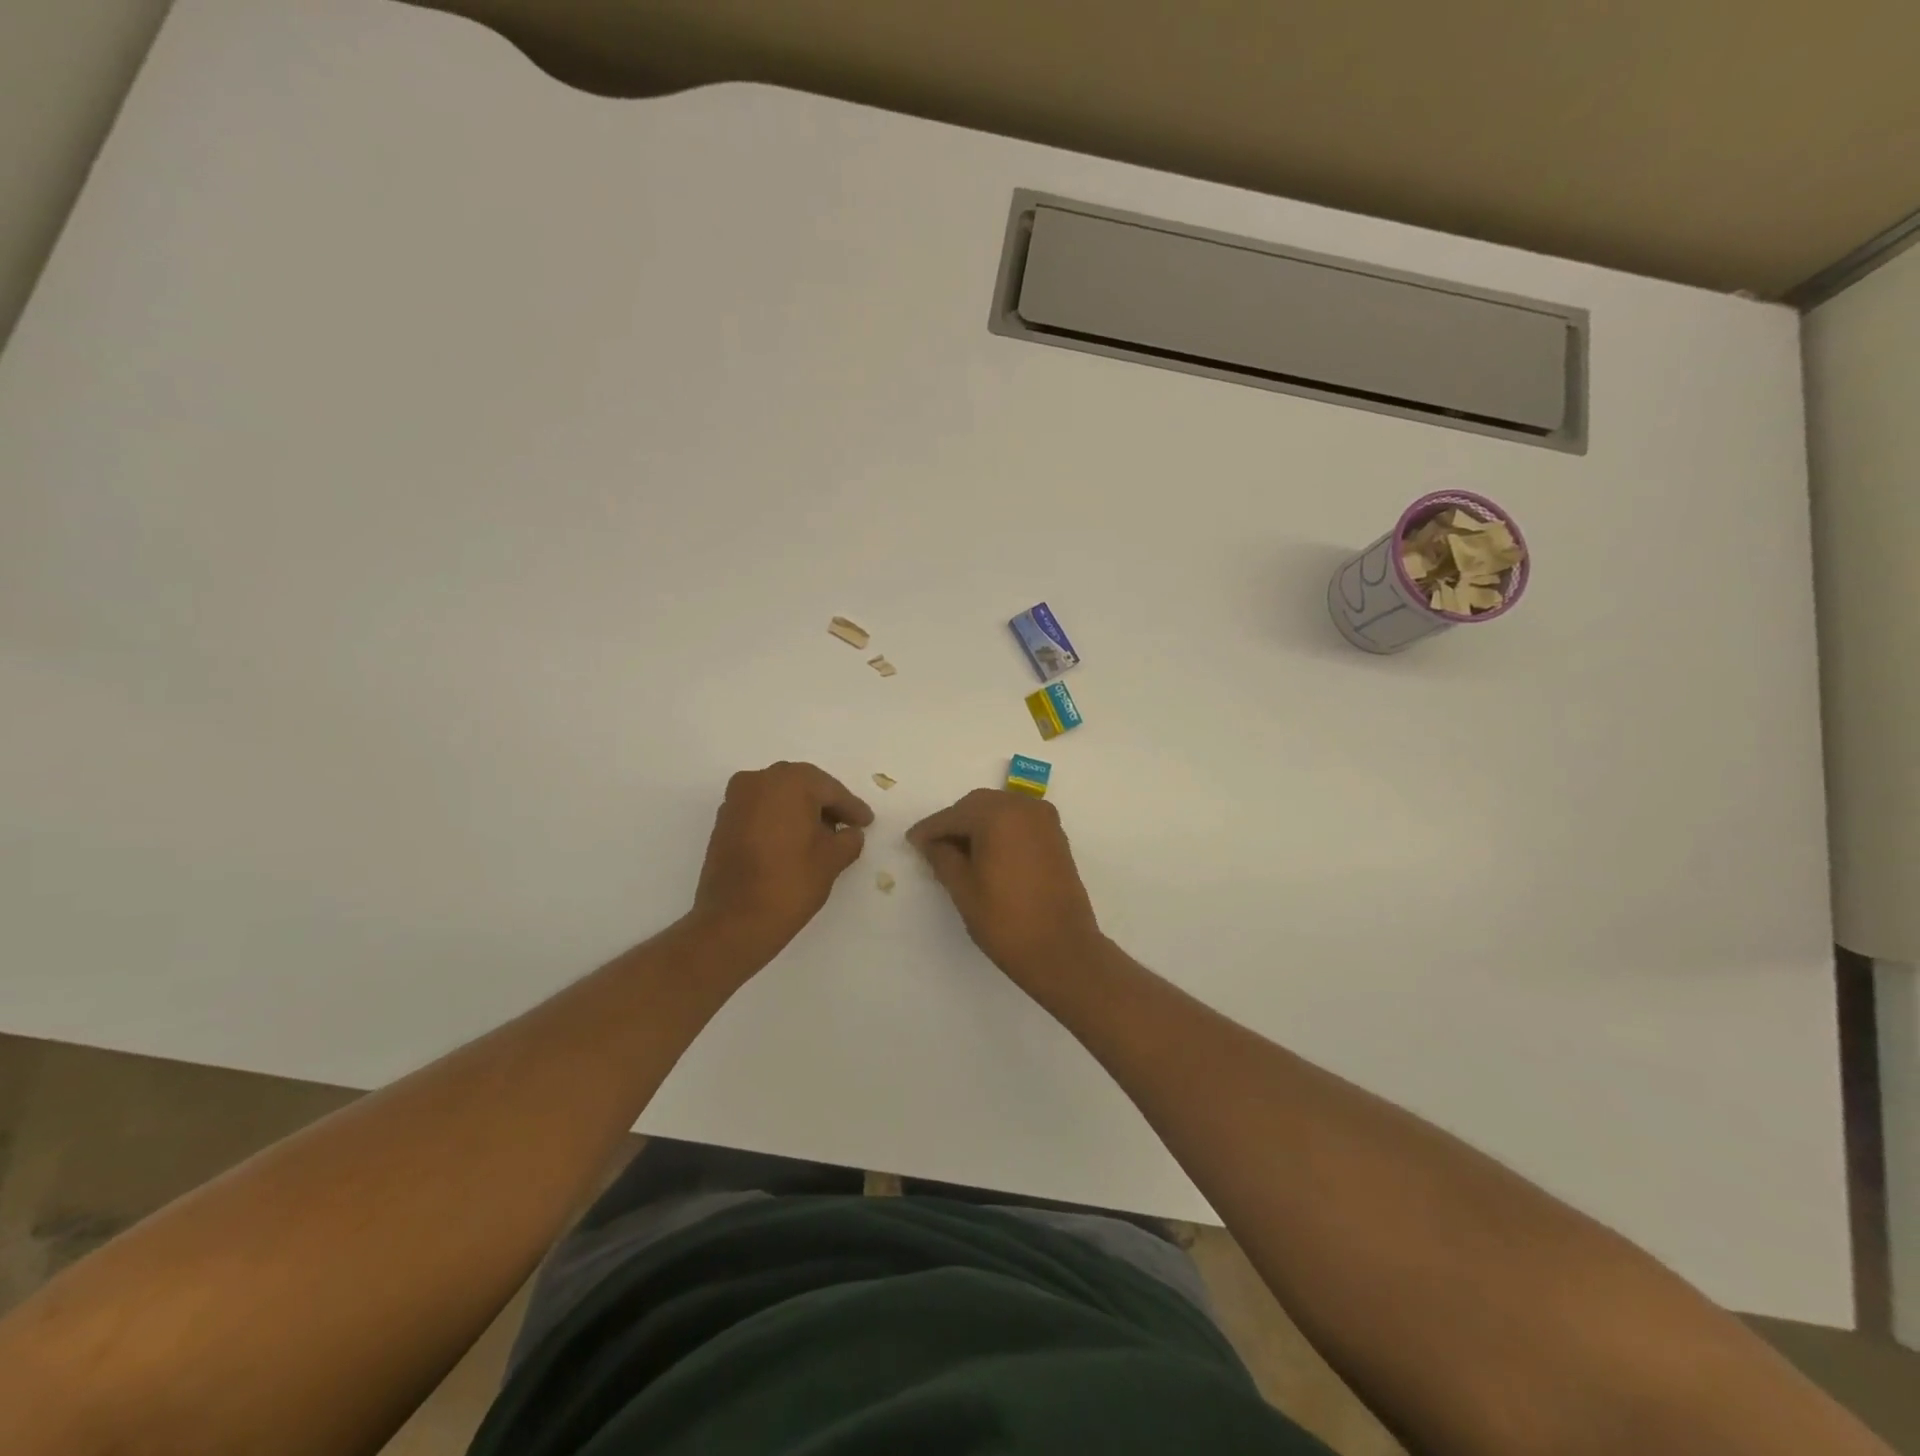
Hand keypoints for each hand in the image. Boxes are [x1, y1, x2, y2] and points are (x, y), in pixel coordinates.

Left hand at [692, 762, 872, 951]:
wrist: (735, 919)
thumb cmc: (790, 882)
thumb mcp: (832, 859)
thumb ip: (849, 839)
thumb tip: (850, 833)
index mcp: (790, 781)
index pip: (830, 790)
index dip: (852, 807)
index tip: (867, 821)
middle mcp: (760, 780)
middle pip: (803, 786)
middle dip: (825, 804)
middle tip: (847, 824)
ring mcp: (736, 799)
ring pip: (779, 796)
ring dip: (800, 810)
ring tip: (821, 834)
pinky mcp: (724, 820)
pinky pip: (760, 810)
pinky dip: (778, 819)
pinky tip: (793, 840)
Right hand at [907, 788, 1102, 981]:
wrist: (1063, 950)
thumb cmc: (1006, 921)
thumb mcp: (964, 889)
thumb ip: (943, 858)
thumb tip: (931, 843)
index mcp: (998, 815)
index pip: (953, 815)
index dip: (929, 829)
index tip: (911, 841)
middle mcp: (1024, 807)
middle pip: (978, 806)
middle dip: (954, 823)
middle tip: (932, 847)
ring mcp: (1045, 821)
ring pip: (1000, 811)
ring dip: (977, 825)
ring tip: (957, 853)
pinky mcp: (1056, 837)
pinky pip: (1019, 822)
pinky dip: (1000, 830)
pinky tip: (986, 854)